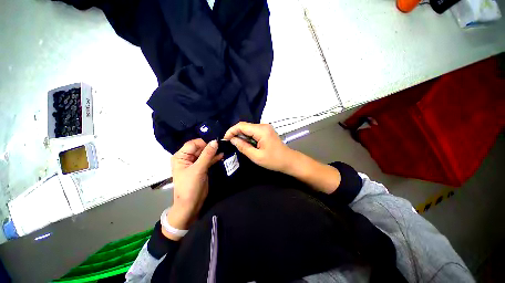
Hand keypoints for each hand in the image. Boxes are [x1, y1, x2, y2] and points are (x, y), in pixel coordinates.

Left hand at [165, 139, 222, 239]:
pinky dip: (215, 157)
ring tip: (224, 147)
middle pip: (200, 148)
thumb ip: (207, 154)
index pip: (193, 144)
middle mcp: (187, 158)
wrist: (191, 204)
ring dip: (214, 151)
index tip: (217, 140)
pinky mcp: (202, 167)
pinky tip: (222, 154)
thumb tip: (215, 141)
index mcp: (181, 156)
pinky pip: (209, 159)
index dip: (204, 141)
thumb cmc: (190, 186)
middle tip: (223, 143)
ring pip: (205, 153)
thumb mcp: (198, 169)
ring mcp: (195, 163)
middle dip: (210, 146)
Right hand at [224, 122, 295, 172]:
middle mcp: (263, 126)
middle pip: (245, 126)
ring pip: (248, 128)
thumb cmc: (274, 160)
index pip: (241, 126)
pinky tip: (245, 144)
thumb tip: (232, 140)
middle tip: (230, 144)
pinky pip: (253, 131)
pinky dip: (247, 137)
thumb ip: (243, 147)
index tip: (225, 140)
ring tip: (237, 145)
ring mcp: (265, 128)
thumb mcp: (256, 156)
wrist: (289, 160)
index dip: (231, 131)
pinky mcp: (266, 131)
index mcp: (261, 130)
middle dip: (236, 133)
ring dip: (241, 135)